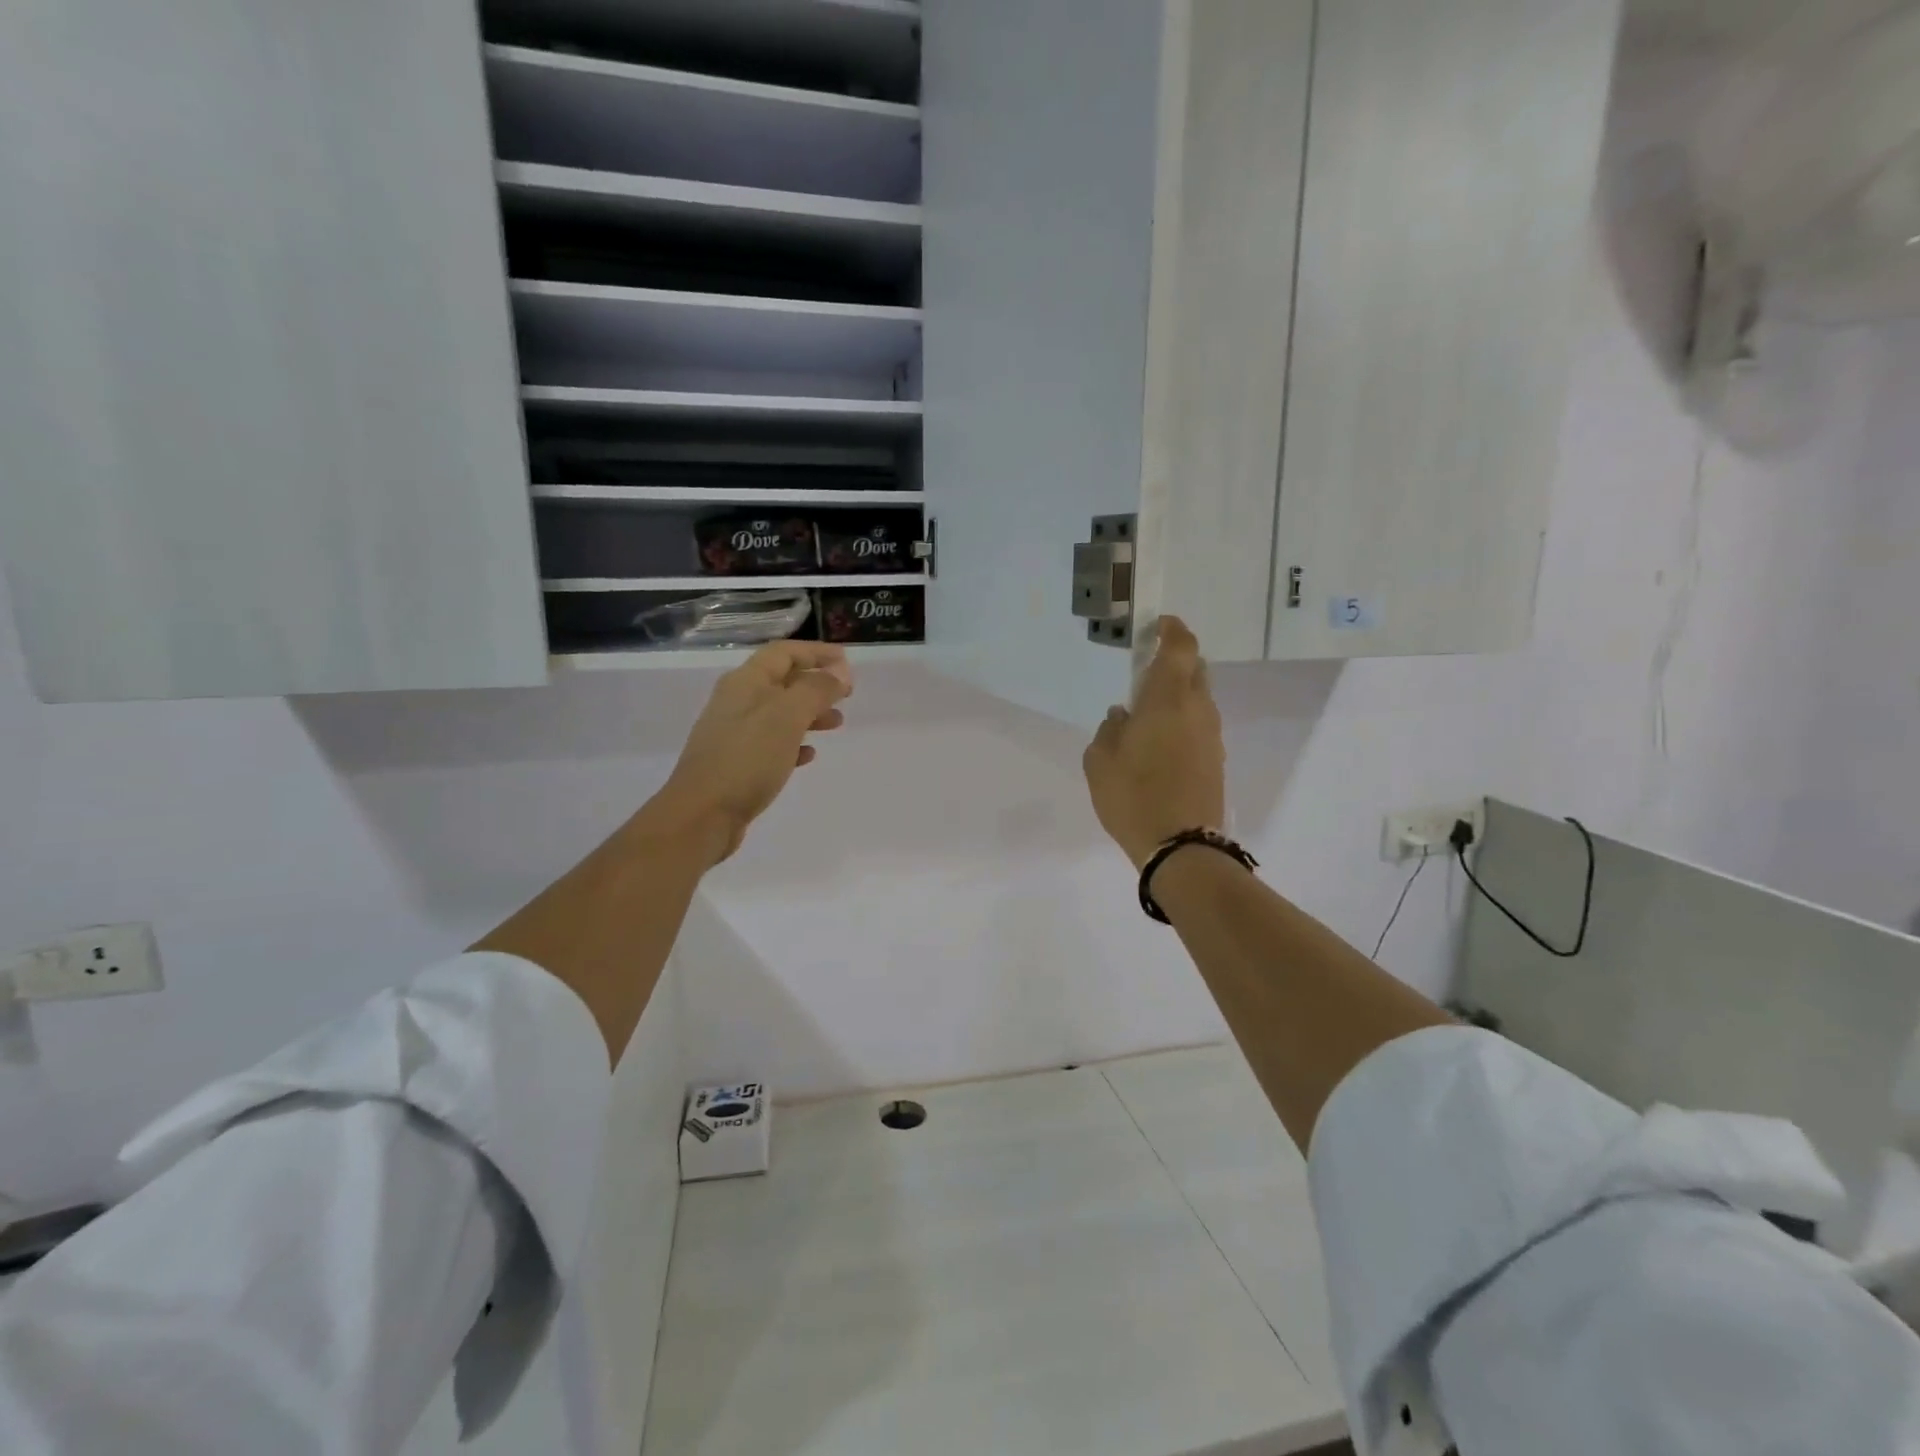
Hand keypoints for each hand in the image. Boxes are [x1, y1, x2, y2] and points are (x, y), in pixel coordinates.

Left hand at [646, 641, 852, 864]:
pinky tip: (809, 756)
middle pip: (782, 681)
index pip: (784, 652)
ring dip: (809, 713)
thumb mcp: (787, 718)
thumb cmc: (747, 759)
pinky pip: (771, 743)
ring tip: (836, 724)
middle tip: (847, 695)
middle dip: (816, 683)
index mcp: (746, 682)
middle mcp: (737, 701)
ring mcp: (734, 733)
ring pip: (779, 712)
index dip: (816, 652)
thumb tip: (839, 672)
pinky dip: (794, 742)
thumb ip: (816, 690)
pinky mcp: (736, 763)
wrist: (702, 815)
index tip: (847, 661)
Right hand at [1082, 617, 1224, 868]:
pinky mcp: (1216, 760)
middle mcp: (1198, 709)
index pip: (1180, 647)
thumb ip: (1109, 729)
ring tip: (1146, 715)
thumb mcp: (1099, 761)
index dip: (1171, 629)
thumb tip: (1122, 715)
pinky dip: (1182, 721)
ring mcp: (1212, 735)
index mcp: (1168, 699)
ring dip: (1177, 695)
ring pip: (1199, 699)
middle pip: (1194, 669)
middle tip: (1144, 673)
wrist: (1181, 847)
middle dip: (1173, 662)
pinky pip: (1199, 725)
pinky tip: (1158, 744)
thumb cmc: (1133, 796)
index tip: (1156, 625)